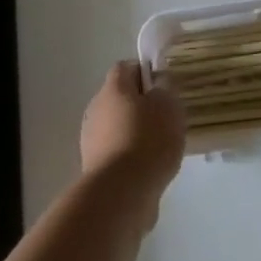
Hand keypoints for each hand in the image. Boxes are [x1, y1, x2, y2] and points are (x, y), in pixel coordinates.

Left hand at [80, 61, 186, 221]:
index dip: (146, 72)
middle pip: (120, 97)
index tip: (164, 87)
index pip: (126, 67)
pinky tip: (149, 167)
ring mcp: (92, 139)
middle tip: (166, 117)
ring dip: (136, 131)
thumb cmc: (148, 139)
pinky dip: (131, 155)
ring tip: (161, 146)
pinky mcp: (95, 166)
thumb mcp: (168, 106)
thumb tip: (159, 83)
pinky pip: (117, 150)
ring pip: (118, 125)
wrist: (121, 192)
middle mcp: (96, 108)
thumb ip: (166, 88)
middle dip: (142, 105)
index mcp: (113, 88)